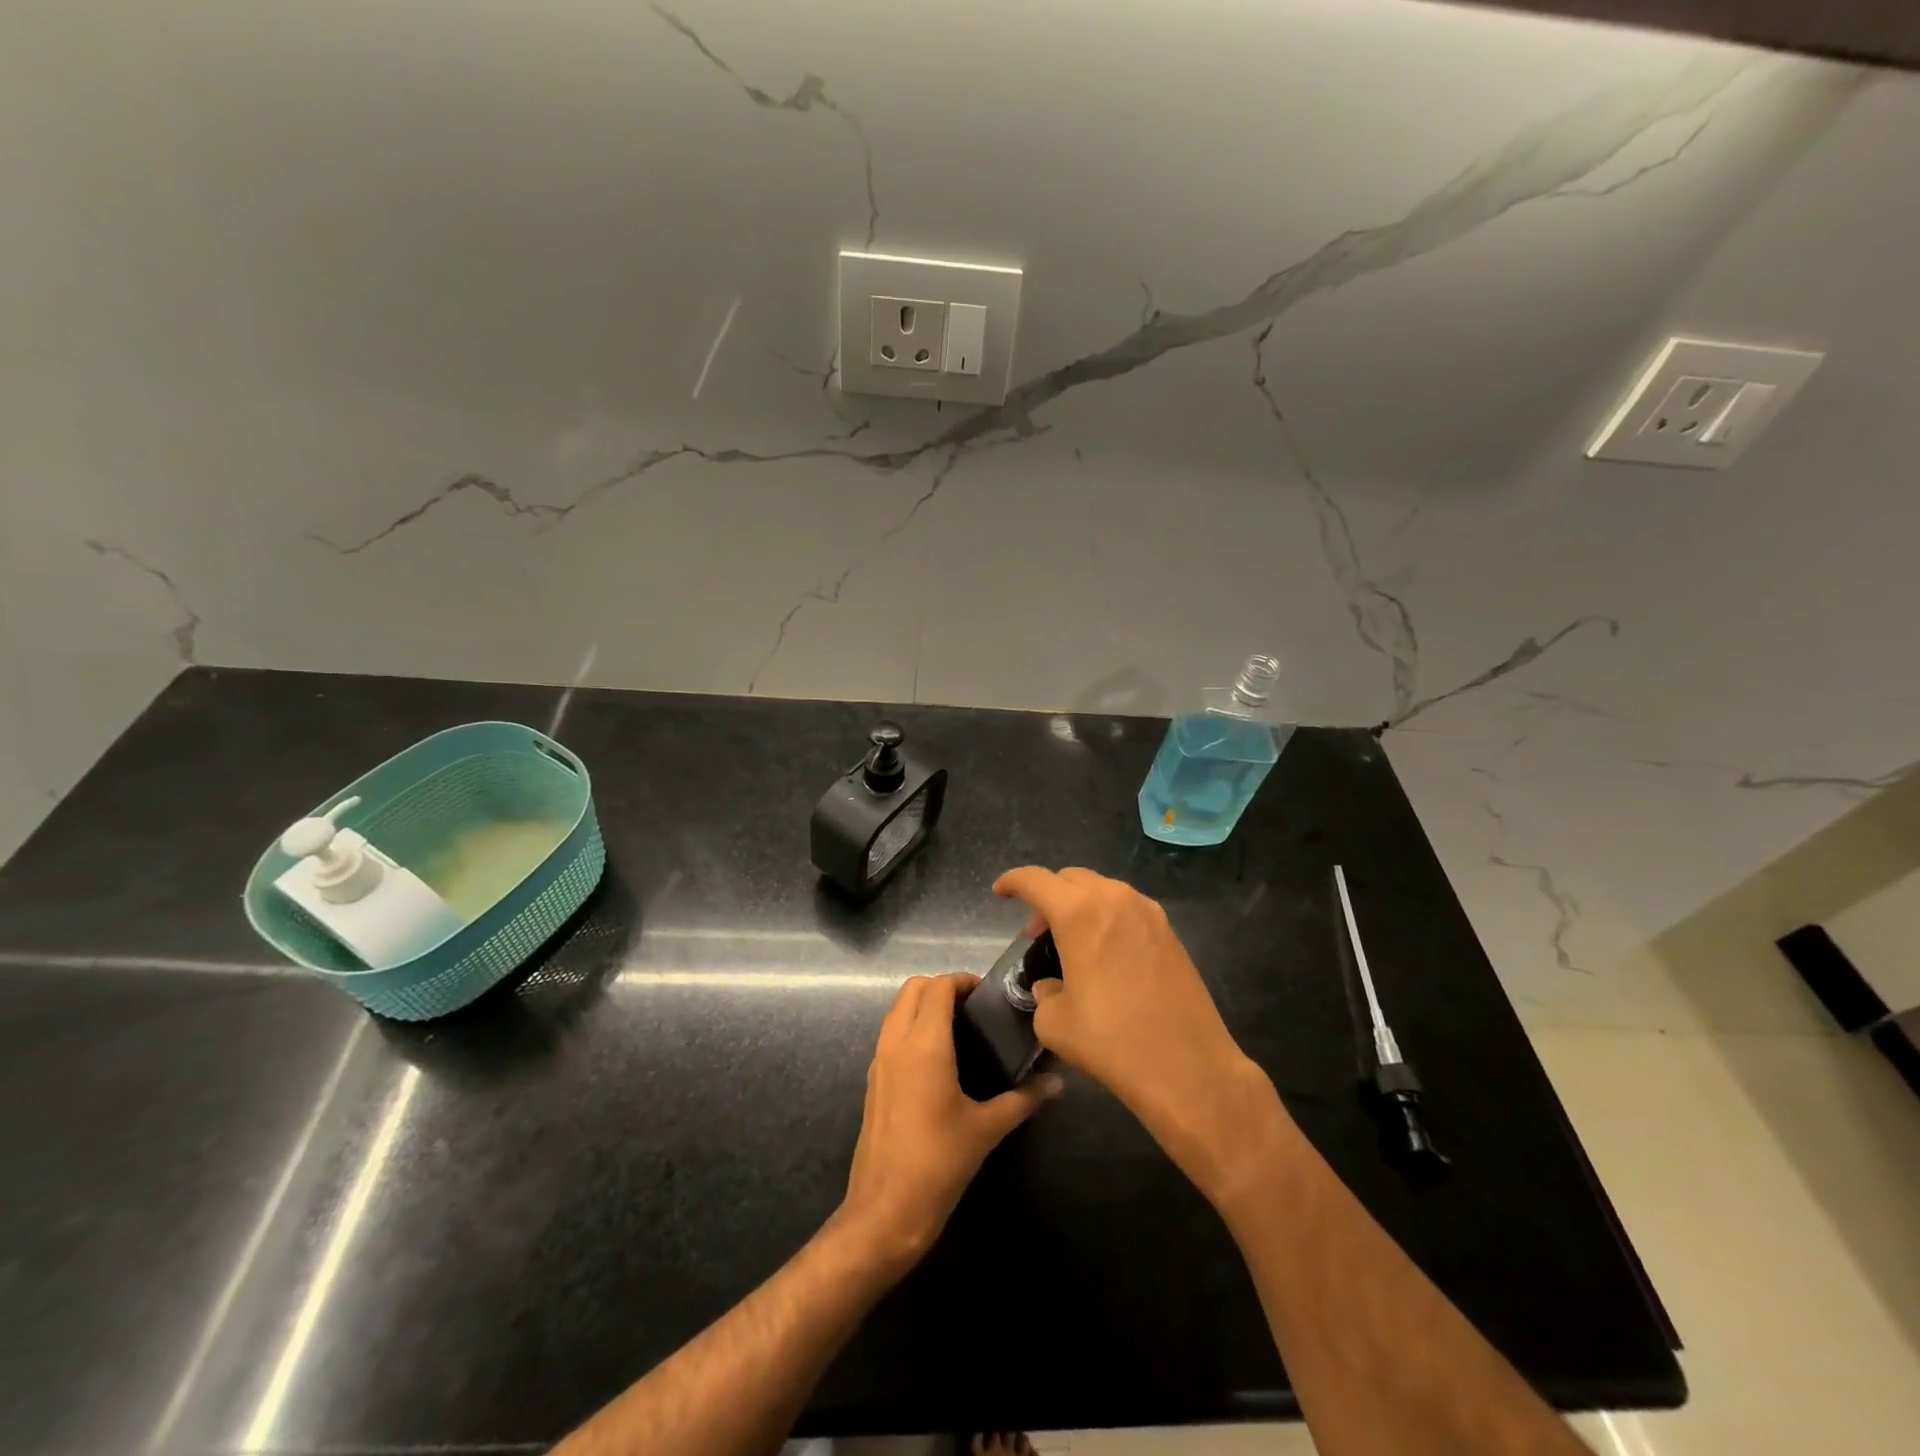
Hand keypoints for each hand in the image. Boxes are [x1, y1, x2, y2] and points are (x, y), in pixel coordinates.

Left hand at [840, 973, 1061, 1267]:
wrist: (885, 1211)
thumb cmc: (938, 1163)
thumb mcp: (987, 1129)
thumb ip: (1024, 1099)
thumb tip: (1058, 1083)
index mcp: (924, 1044)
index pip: (938, 987)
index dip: (962, 981)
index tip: (988, 995)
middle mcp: (896, 1042)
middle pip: (913, 988)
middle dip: (942, 987)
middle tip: (974, 1007)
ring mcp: (879, 1060)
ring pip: (897, 1010)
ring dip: (924, 1005)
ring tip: (960, 1028)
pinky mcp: (873, 1080)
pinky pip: (891, 1034)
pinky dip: (911, 1027)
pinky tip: (939, 1058)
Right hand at [994, 866, 1286, 1205]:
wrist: (1188, 1067)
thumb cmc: (1112, 1042)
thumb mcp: (1056, 1023)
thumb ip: (1044, 994)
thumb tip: (1053, 987)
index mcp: (1079, 914)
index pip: (1035, 880)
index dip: (1012, 881)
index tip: (1001, 893)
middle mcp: (1115, 900)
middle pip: (1070, 878)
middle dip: (1047, 896)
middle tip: (1036, 932)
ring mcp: (1148, 913)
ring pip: (1102, 889)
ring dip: (1079, 905)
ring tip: (1071, 943)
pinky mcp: (1170, 932)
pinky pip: (1128, 908)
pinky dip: (1107, 917)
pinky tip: (1105, 954)